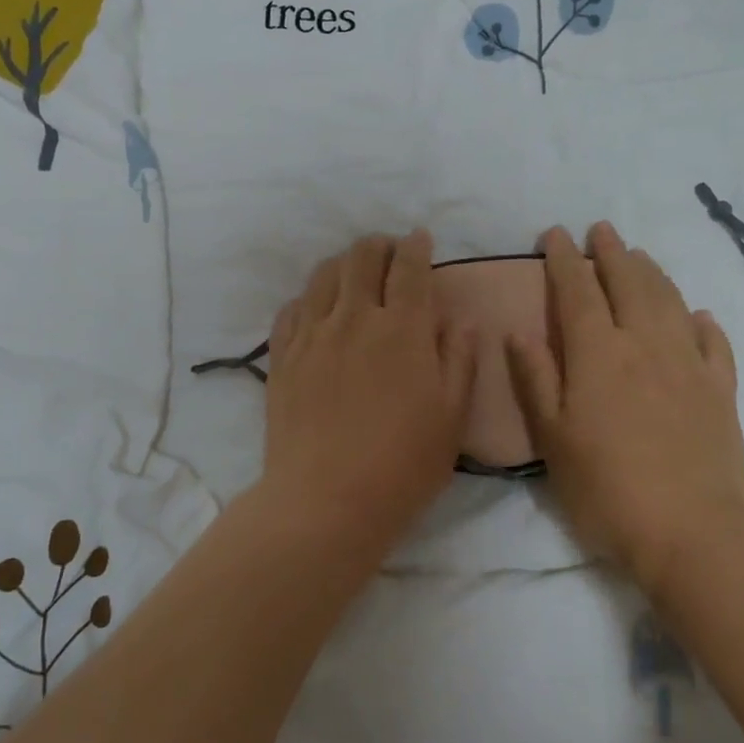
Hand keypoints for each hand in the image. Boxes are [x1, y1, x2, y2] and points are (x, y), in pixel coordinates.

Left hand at [262, 231, 478, 550]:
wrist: (325, 501)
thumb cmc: (402, 465)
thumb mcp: (451, 417)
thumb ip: (459, 360)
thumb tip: (460, 319)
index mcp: (403, 329)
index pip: (409, 267)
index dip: (416, 246)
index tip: (420, 240)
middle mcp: (355, 318)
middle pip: (362, 257)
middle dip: (379, 246)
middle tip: (389, 255)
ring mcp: (313, 335)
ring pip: (323, 275)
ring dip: (343, 264)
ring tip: (353, 275)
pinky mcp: (283, 356)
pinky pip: (292, 308)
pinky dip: (309, 298)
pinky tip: (317, 310)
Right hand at [506, 223, 743, 596]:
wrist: (692, 531)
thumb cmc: (606, 487)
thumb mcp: (552, 437)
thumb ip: (535, 378)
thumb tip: (518, 331)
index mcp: (598, 353)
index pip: (577, 291)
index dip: (564, 259)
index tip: (555, 234)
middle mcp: (644, 344)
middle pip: (628, 283)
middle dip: (611, 252)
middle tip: (601, 229)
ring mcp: (688, 364)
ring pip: (670, 301)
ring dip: (652, 272)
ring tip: (639, 255)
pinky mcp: (721, 390)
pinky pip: (713, 342)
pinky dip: (702, 321)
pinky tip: (697, 314)